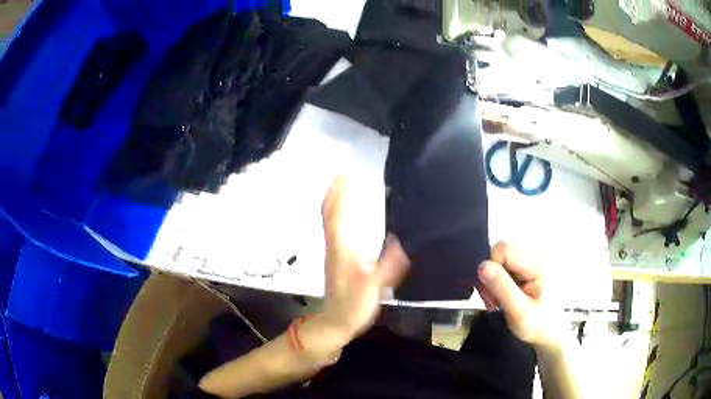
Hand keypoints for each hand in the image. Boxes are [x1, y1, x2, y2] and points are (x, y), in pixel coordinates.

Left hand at [320, 176, 409, 338]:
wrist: (336, 322)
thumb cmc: (353, 307)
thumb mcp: (372, 290)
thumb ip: (387, 268)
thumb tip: (402, 242)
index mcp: (342, 250)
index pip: (337, 215)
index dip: (340, 194)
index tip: (347, 175)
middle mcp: (335, 246)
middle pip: (330, 213)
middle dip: (335, 191)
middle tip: (344, 173)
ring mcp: (334, 251)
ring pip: (330, 219)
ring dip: (335, 200)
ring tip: (344, 185)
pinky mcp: (336, 258)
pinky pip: (334, 228)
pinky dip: (338, 214)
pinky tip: (348, 213)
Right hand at [477, 242, 562, 347]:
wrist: (551, 332)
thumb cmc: (538, 325)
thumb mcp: (518, 312)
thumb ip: (502, 288)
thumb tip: (482, 266)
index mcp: (538, 262)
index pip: (503, 249)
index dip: (491, 269)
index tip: (491, 295)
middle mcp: (536, 254)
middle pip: (501, 252)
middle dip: (491, 276)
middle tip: (494, 301)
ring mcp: (533, 259)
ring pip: (500, 259)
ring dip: (494, 280)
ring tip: (500, 301)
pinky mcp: (528, 265)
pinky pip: (505, 265)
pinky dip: (500, 281)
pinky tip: (505, 296)